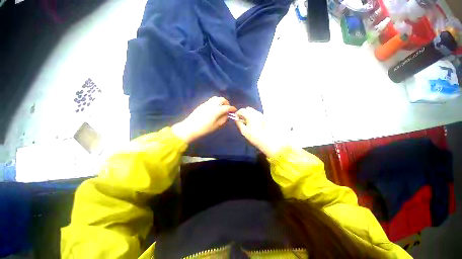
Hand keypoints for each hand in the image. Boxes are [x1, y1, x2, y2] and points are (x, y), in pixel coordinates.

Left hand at [172, 96, 236, 142]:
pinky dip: (215, 102)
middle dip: (226, 103)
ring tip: (221, 108)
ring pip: (216, 98)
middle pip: (221, 99)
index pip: (227, 107)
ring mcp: (206, 103)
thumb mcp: (216, 126)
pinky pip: (211, 101)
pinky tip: (215, 109)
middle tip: (227, 108)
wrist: (190, 128)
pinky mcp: (202, 105)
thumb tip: (227, 115)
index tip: (234, 110)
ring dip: (221, 101)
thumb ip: (223, 119)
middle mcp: (212, 104)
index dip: (232, 108)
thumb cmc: (204, 129)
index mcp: (216, 110)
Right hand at [234, 107, 285, 157]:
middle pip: (248, 109)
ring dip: (249, 114)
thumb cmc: (255, 138)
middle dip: (244, 112)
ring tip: (249, 122)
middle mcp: (257, 113)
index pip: (242, 110)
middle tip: (242, 120)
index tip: (236, 118)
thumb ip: (239, 124)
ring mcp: (262, 115)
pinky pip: (258, 114)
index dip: (238, 113)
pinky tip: (255, 124)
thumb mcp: (244, 132)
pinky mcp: (266, 118)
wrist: (270, 142)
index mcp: (251, 116)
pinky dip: (254, 116)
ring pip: (254, 111)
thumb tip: (236, 119)